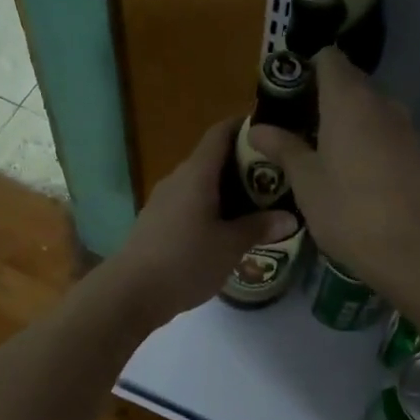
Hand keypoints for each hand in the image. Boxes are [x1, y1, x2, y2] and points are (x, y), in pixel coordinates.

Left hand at [106, 117, 297, 324]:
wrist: (131, 292)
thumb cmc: (185, 261)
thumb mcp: (230, 246)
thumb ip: (259, 227)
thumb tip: (289, 218)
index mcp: (197, 174)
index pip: (220, 133)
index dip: (245, 127)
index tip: (271, 133)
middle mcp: (178, 179)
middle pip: (213, 159)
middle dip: (244, 165)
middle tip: (276, 180)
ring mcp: (163, 201)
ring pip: (201, 184)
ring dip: (228, 191)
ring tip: (258, 207)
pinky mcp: (157, 222)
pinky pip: (190, 204)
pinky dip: (211, 209)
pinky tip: (227, 230)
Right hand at [249, 49, 419, 293]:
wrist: (412, 251)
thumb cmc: (348, 211)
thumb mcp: (306, 181)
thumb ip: (283, 148)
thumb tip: (257, 127)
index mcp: (349, 100)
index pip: (329, 59)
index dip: (306, 68)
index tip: (286, 92)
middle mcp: (382, 102)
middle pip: (350, 82)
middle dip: (323, 96)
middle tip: (295, 126)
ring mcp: (405, 127)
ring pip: (369, 109)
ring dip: (346, 120)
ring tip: (319, 150)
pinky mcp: (418, 153)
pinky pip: (385, 132)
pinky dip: (366, 139)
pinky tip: (351, 170)